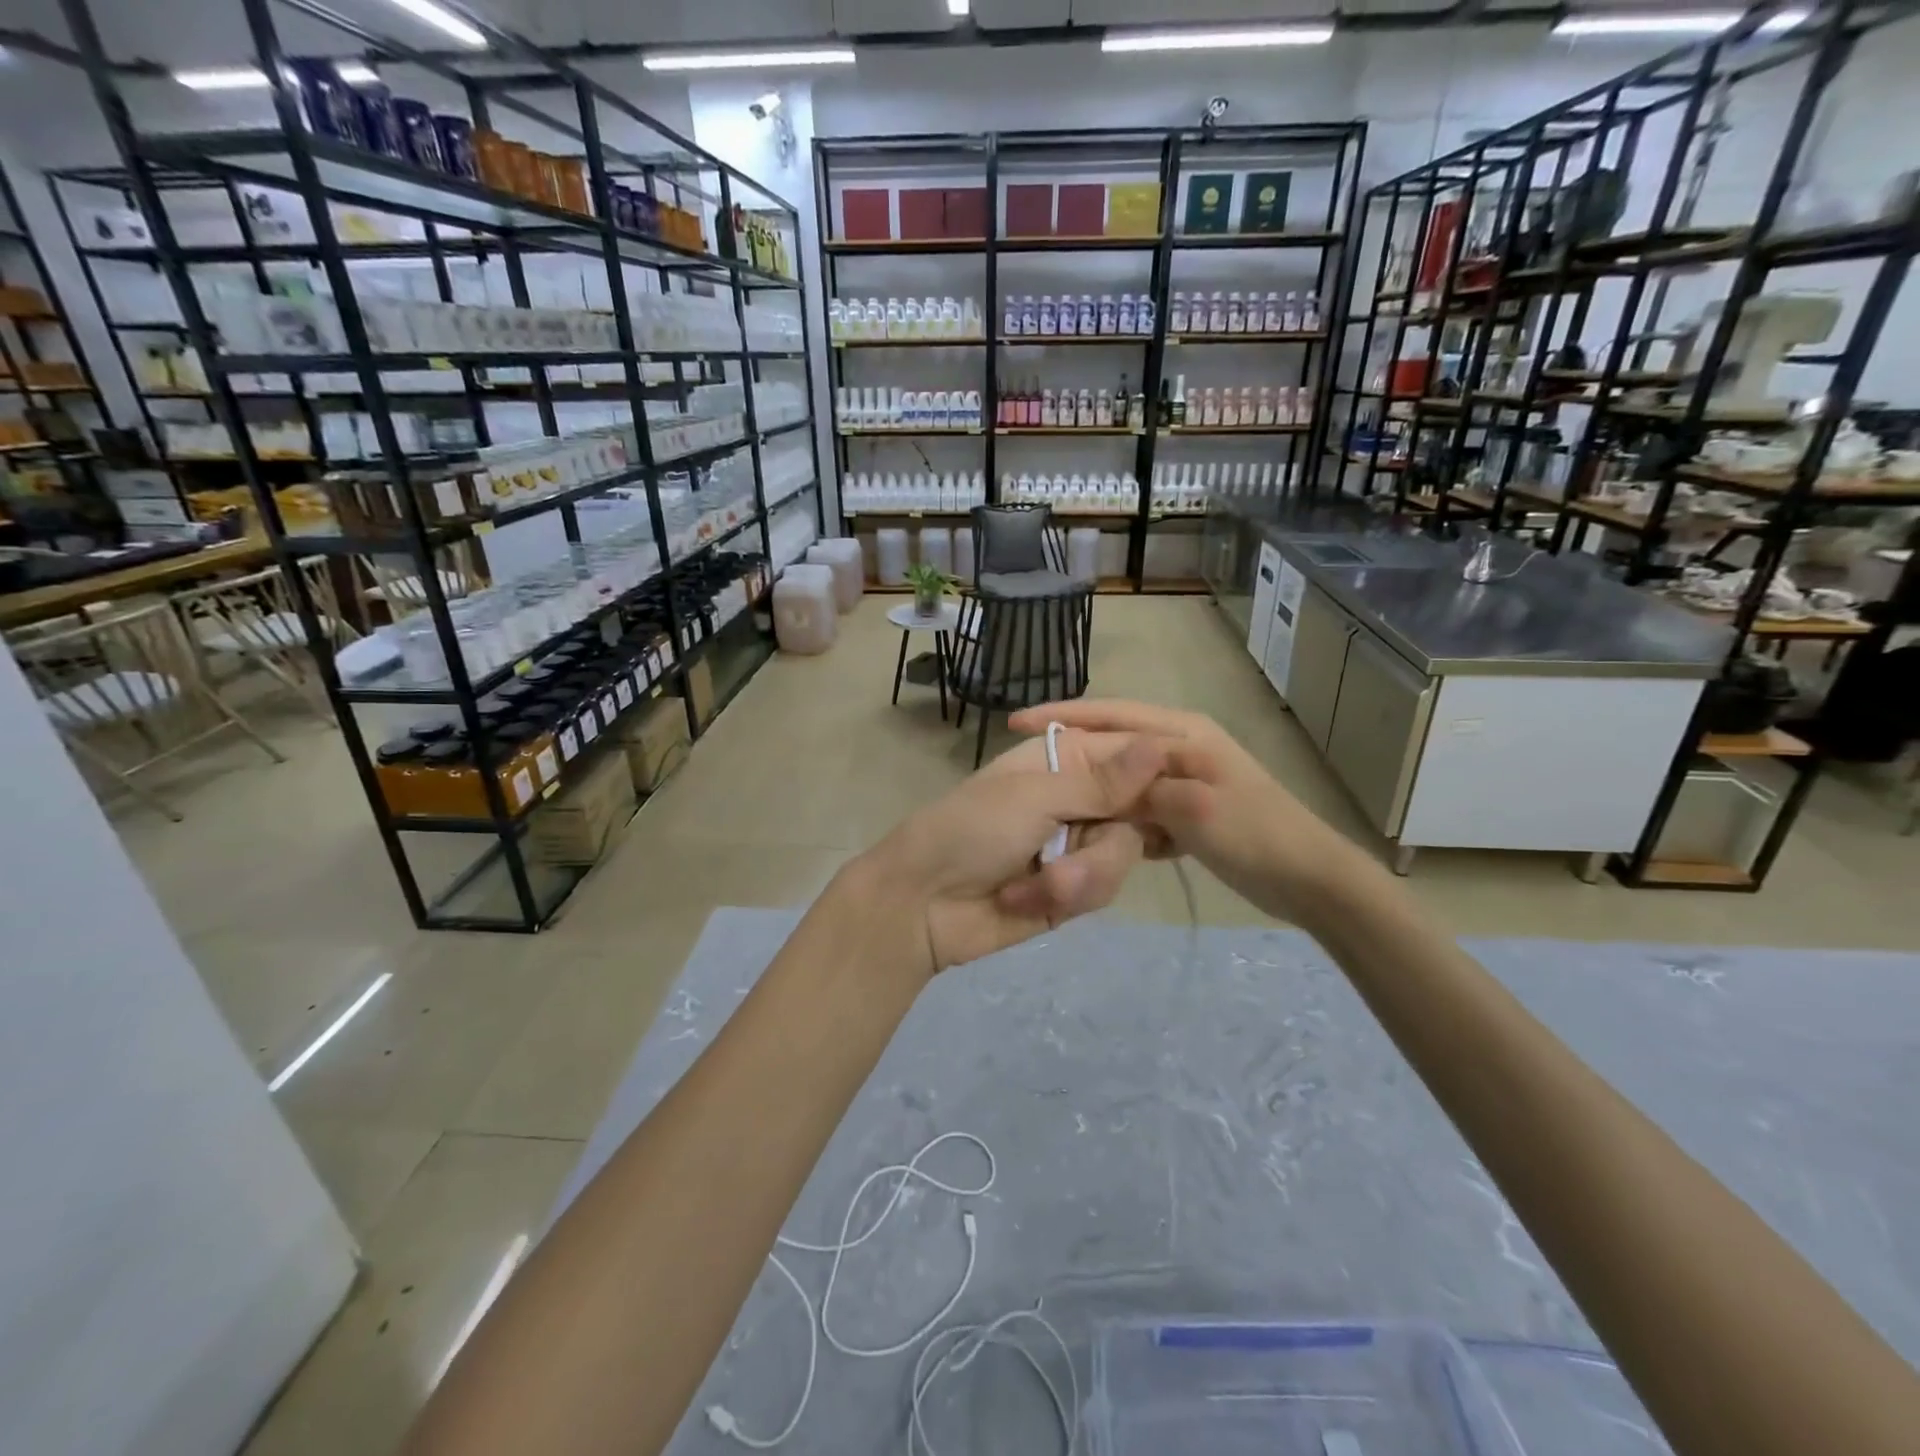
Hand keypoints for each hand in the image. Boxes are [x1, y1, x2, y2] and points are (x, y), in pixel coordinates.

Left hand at [845, 731, 1166, 980]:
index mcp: (1065, 760)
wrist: (921, 905)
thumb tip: (1160, 746)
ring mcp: (1077, 845)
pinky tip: (1023, 901)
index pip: (1131, 755)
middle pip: (1140, 813)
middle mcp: (1078, 798)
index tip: (1189, 794)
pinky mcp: (1073, 889)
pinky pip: (1102, 889)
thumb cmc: (969, 831)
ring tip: (1034, 886)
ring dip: (1079, 877)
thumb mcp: (1034, 798)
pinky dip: (1067, 897)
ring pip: (1123, 856)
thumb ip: (1101, 783)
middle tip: (1072, 855)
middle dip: (1105, 845)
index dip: (1159, 775)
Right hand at [1008, 699, 1374, 927]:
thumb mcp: (1195, 808)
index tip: (1016, 724)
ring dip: (1095, 794)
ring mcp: (1184, 778)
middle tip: (1028, 770)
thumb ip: (1143, 787)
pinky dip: (1120, 819)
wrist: (1310, 880)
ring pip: (1121, 780)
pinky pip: (1137, 807)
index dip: (1063, 717)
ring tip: (1057, 808)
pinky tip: (1104, 837)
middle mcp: (1180, 746)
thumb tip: (1098, 777)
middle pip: (1111, 743)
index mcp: (1183, 733)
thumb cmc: (1255, 836)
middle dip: (1072, 755)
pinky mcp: (1186, 809)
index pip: (1110, 716)